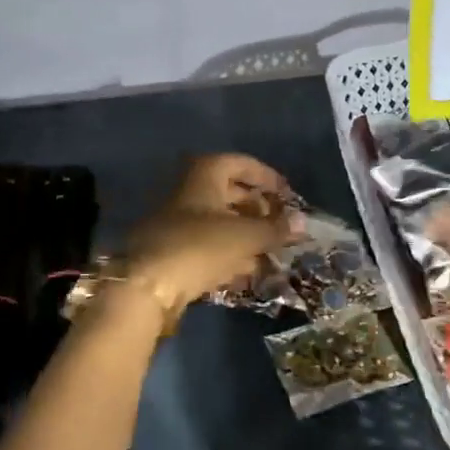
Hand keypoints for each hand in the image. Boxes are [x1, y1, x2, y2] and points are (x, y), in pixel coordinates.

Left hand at [122, 154, 296, 326]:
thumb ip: (276, 229)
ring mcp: (176, 221)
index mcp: (204, 174)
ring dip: (245, 234)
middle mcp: (188, 191)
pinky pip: (206, 244)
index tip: (288, 194)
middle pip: (229, 192)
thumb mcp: (246, 236)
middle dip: (258, 209)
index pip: (241, 163)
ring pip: (219, 221)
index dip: (267, 177)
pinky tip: (246, 271)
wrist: (146, 285)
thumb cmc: (200, 246)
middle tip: (280, 225)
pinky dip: (228, 253)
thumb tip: (303, 222)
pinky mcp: (171, 250)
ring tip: (270, 252)